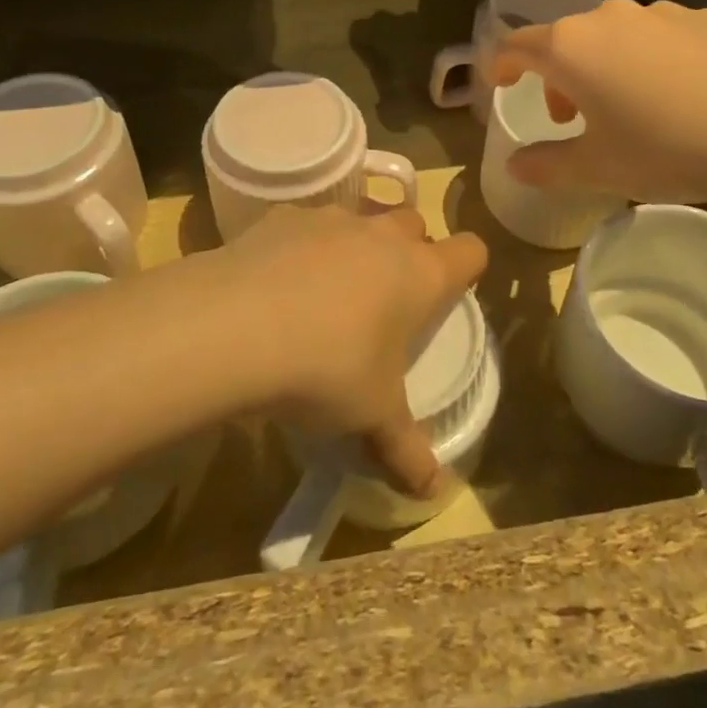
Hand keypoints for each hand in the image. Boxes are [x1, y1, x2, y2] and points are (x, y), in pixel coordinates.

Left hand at [215, 204, 486, 497]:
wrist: (236, 326)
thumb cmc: (327, 369)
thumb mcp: (371, 416)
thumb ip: (405, 448)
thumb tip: (435, 491)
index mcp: (419, 274)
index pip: (471, 250)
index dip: (467, 268)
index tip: (448, 293)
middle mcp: (382, 235)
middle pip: (414, 223)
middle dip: (409, 250)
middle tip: (386, 298)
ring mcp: (331, 218)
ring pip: (360, 218)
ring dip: (356, 245)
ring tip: (328, 291)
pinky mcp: (282, 216)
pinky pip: (306, 224)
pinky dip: (302, 246)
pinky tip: (276, 284)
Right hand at [489, 0, 706, 205]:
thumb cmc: (666, 149)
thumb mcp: (597, 169)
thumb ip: (546, 165)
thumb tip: (514, 165)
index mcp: (572, 47)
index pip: (516, 45)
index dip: (502, 65)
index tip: (500, 85)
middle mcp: (610, 18)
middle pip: (566, 40)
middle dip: (559, 77)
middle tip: (574, 118)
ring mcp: (662, 13)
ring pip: (616, 36)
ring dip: (606, 67)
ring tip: (632, 109)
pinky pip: (662, 37)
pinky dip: (654, 61)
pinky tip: (684, 97)